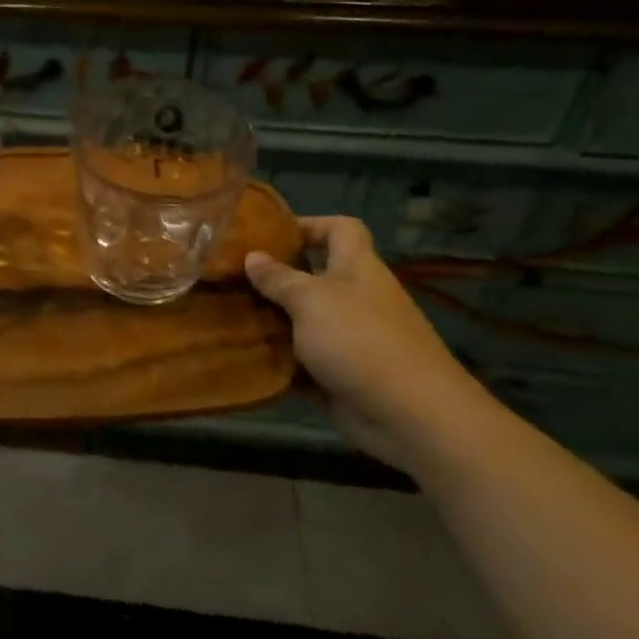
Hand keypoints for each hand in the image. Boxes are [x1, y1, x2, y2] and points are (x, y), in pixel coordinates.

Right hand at [245, 216, 486, 471]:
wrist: (409, 414)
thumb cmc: (360, 341)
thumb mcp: (311, 300)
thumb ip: (279, 279)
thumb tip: (252, 256)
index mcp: (357, 268)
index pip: (339, 229)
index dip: (309, 224)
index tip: (269, 234)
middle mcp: (355, 297)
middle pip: (314, 275)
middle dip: (276, 276)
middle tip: (233, 277)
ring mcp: (349, 337)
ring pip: (303, 319)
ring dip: (272, 318)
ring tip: (229, 313)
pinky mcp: (340, 372)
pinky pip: (302, 357)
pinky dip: (279, 357)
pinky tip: (244, 354)